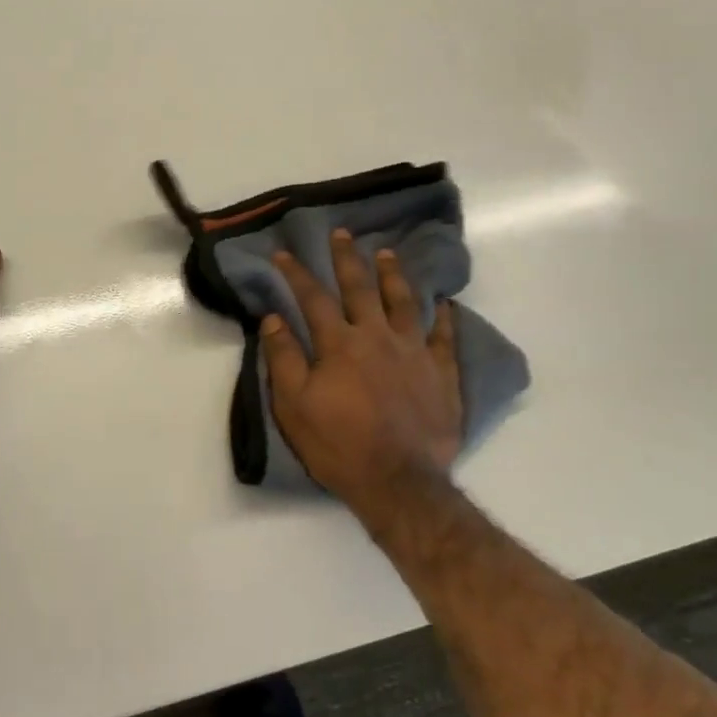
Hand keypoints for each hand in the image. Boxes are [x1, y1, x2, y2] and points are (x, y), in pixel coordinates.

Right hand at [261, 230, 461, 503]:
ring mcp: (415, 352)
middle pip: (360, 288)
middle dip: (347, 258)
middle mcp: (378, 337)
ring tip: (386, 253)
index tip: (284, 253)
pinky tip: (443, 302)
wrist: (398, 482)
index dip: (296, 273)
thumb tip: (272, 319)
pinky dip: (443, 317)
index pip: (313, 298)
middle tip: (342, 233)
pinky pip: (444, 337)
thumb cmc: (339, 445)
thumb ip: (284, 358)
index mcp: (339, 344)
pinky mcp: (441, 373)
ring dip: (393, 274)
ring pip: (404, 302)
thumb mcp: (294, 406)